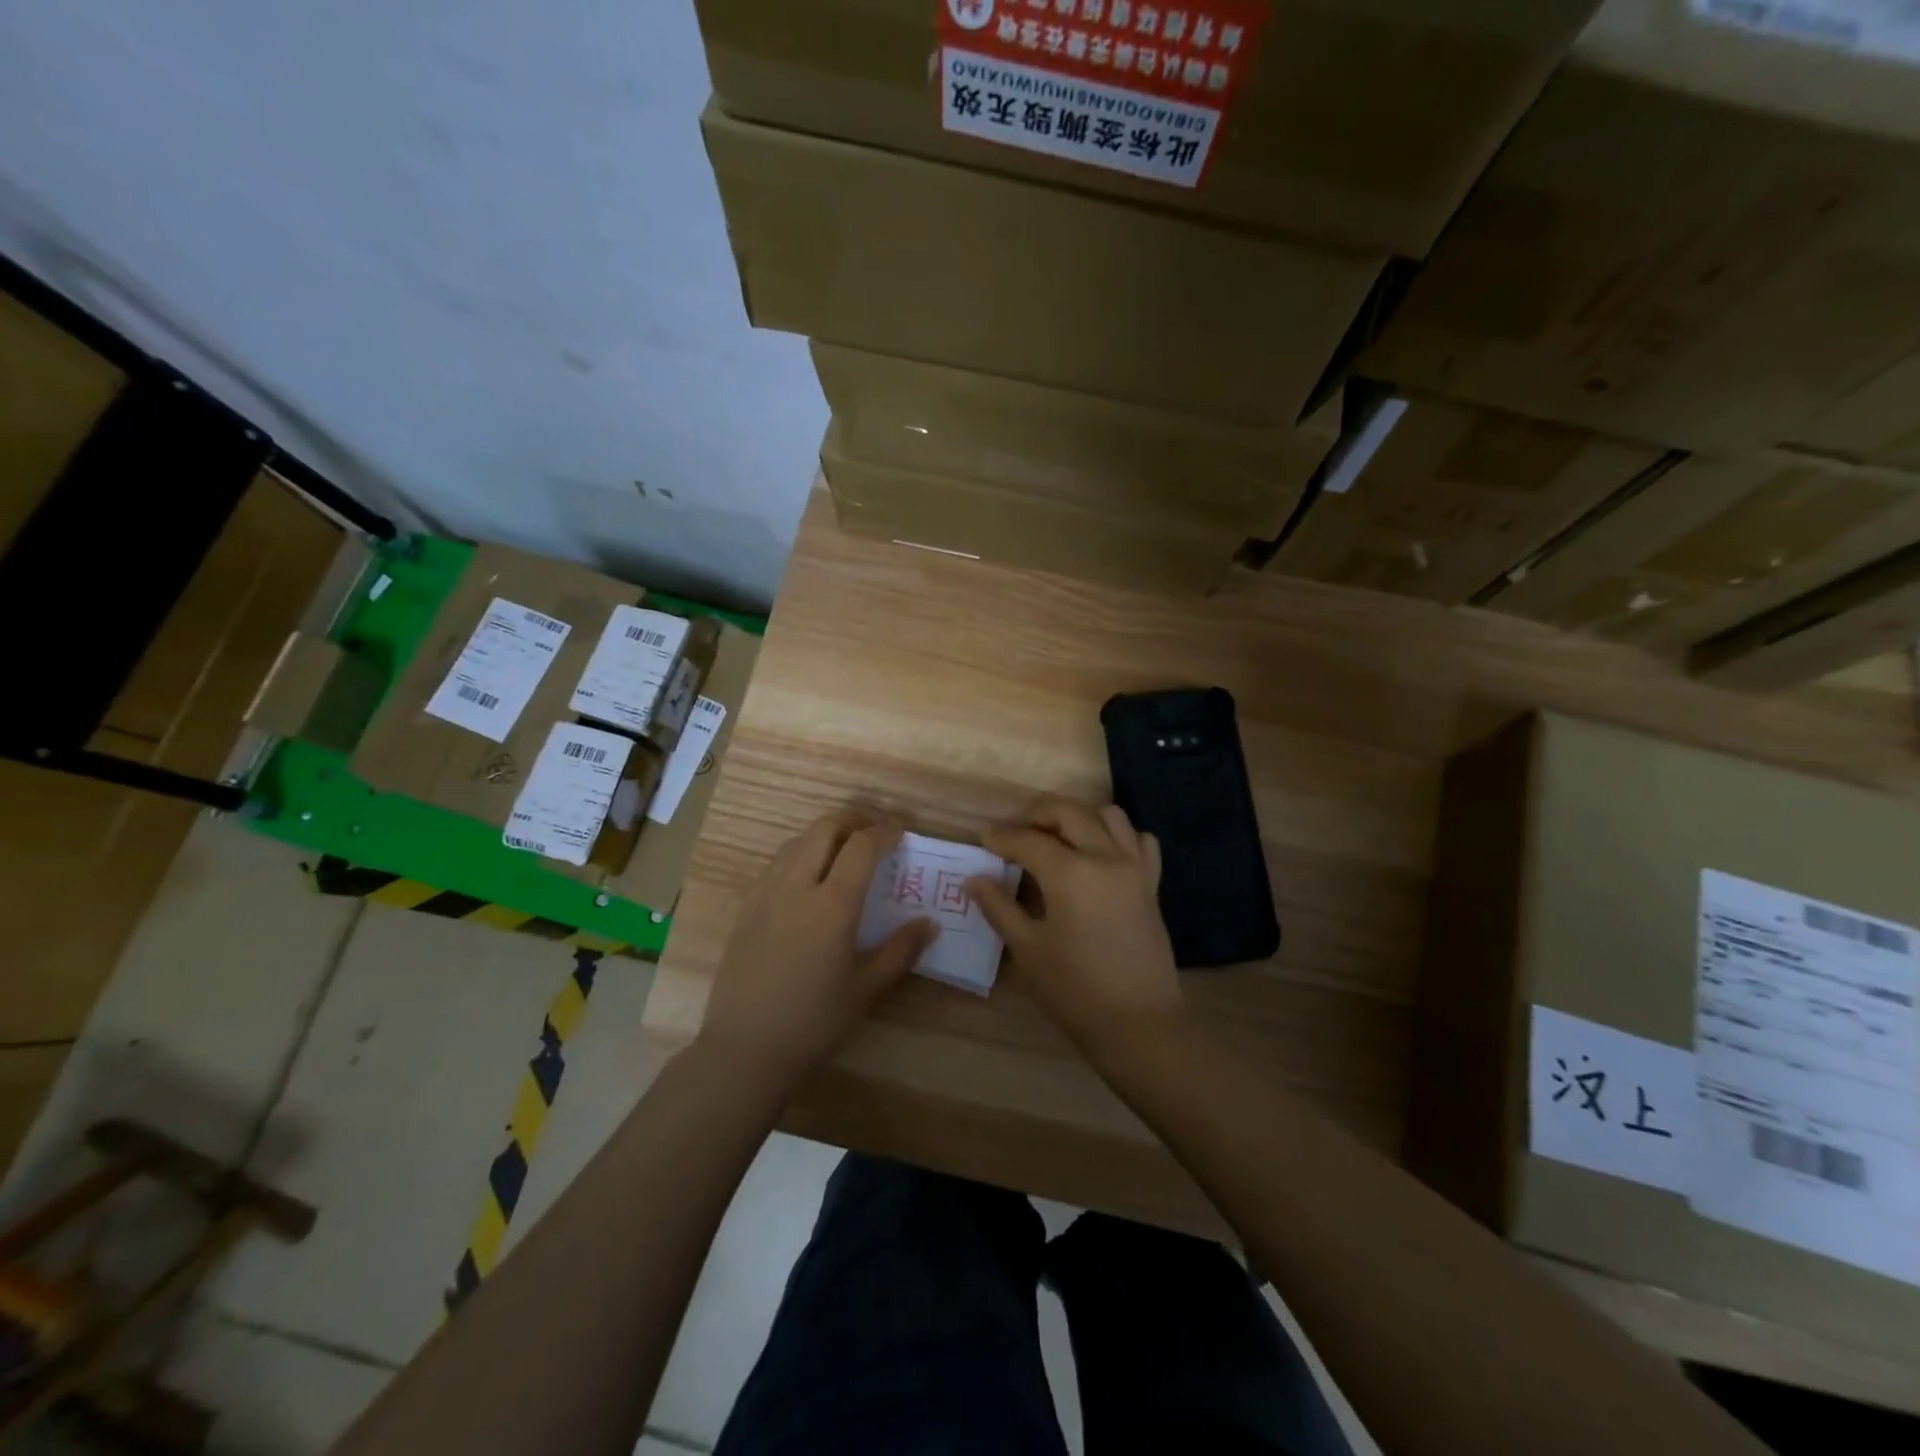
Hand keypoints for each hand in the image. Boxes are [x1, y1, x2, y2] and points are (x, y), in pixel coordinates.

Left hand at [700, 810, 934, 1084]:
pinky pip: (774, 865)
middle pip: (824, 828)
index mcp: (832, 905)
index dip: (883, 831)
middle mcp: (796, 887)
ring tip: (841, 853)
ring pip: (795, 842)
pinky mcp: (745, 909)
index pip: (861, 846)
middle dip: (852, 821)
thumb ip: (900, 951)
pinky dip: (797, 857)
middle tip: (872, 834)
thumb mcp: (866, 990)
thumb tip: (929, 923)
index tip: (899, 830)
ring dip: (823, 836)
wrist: (745, 1050)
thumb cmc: (814, 1022)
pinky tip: (806, 882)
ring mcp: (765, 895)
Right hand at [966, 796, 1182, 1056]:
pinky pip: (1139, 841)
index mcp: (1069, 872)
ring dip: (1078, 817)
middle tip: (1015, 831)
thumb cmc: (1075, 990)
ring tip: (1057, 837)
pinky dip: (1118, 836)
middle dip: (1036, 813)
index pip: (1027, 839)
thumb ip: (999, 907)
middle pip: (1068, 812)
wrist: (1138, 1023)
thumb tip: (974, 879)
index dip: (1001, 837)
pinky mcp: (1152, 883)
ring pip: (1108, 816)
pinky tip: (1101, 854)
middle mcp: (1104, 857)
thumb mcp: (1027, 949)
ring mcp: (1134, 867)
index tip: (983, 839)